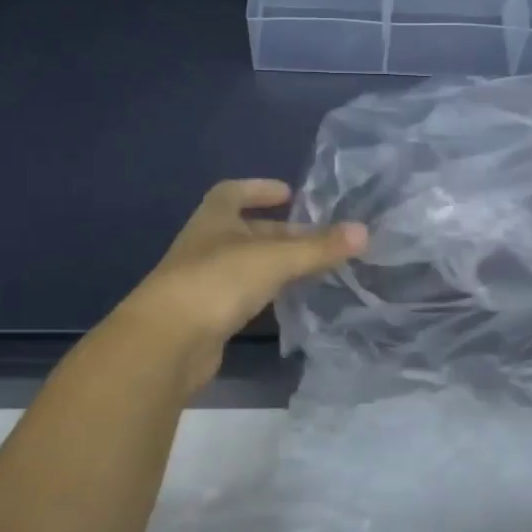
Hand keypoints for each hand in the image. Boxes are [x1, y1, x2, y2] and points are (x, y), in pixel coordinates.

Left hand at [116, 179, 366, 389]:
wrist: (167, 343)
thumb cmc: (218, 281)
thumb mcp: (275, 258)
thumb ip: (319, 247)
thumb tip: (364, 231)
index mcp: (214, 219)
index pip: (233, 191)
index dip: (260, 189)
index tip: (290, 194)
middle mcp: (206, 245)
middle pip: (246, 231)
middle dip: (282, 232)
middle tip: (319, 239)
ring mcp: (203, 282)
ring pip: (246, 265)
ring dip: (275, 264)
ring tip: (312, 269)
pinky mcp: (207, 316)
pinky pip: (242, 295)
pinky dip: (265, 293)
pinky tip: (288, 302)